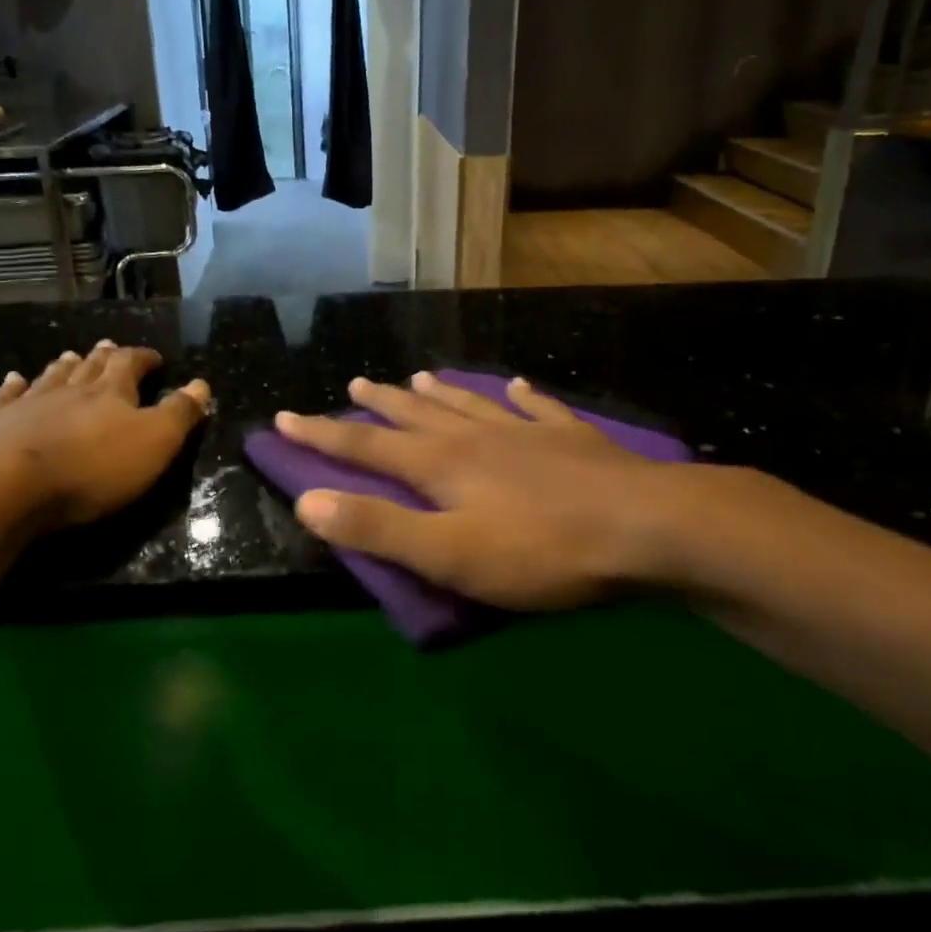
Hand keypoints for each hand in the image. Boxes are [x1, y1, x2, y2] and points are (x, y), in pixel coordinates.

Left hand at [0, 341, 209, 532]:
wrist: (3, 488)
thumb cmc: (91, 469)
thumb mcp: (154, 444)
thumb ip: (179, 413)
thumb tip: (202, 384)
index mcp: (111, 393)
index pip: (131, 364)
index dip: (144, 358)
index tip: (155, 358)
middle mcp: (69, 389)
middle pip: (89, 367)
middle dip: (103, 357)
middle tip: (109, 347)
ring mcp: (26, 404)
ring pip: (50, 377)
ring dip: (64, 367)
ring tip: (70, 357)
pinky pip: (4, 397)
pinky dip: (12, 387)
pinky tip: (13, 380)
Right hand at [274, 372, 776, 608]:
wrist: (646, 526)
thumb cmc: (541, 550)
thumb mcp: (449, 554)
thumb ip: (378, 528)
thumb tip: (307, 500)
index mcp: (441, 465)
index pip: (366, 445)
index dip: (322, 433)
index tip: (285, 417)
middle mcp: (476, 438)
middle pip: (416, 415)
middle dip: (380, 403)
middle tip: (356, 383)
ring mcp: (527, 433)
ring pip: (470, 405)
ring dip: (440, 393)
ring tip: (418, 377)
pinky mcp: (572, 440)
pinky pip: (539, 408)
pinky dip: (523, 397)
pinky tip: (518, 385)